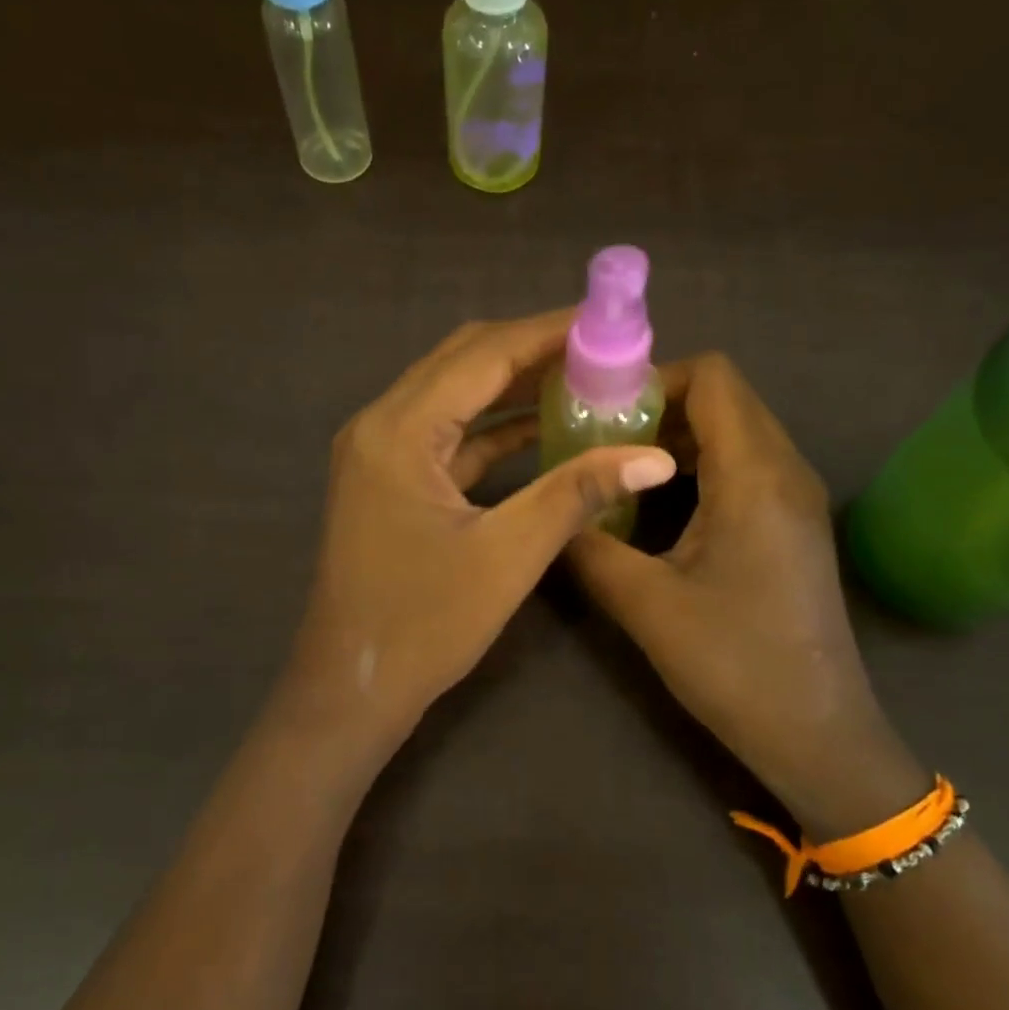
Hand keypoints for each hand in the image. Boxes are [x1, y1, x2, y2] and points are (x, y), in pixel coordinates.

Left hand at [272, 310, 676, 765]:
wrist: (353, 689)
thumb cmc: (424, 625)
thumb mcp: (508, 554)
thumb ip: (577, 493)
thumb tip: (655, 456)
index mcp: (399, 430)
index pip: (483, 354)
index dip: (548, 331)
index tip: (607, 320)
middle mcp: (380, 425)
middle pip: (463, 362)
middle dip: (532, 350)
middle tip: (601, 349)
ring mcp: (380, 454)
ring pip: (454, 397)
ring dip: (513, 387)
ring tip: (582, 380)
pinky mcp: (389, 483)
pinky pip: (447, 437)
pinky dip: (492, 429)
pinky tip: (541, 431)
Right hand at [566, 354, 923, 833]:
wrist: (816, 732)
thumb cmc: (733, 664)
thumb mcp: (645, 604)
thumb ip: (588, 547)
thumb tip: (550, 511)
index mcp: (756, 475)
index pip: (712, 377)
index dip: (653, 379)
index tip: (600, 413)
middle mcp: (786, 470)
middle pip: (724, 399)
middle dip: (658, 408)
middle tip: (598, 442)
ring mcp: (797, 498)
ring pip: (735, 433)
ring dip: (677, 440)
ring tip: (619, 471)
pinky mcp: (795, 525)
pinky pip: (745, 467)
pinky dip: (700, 468)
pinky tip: (659, 508)